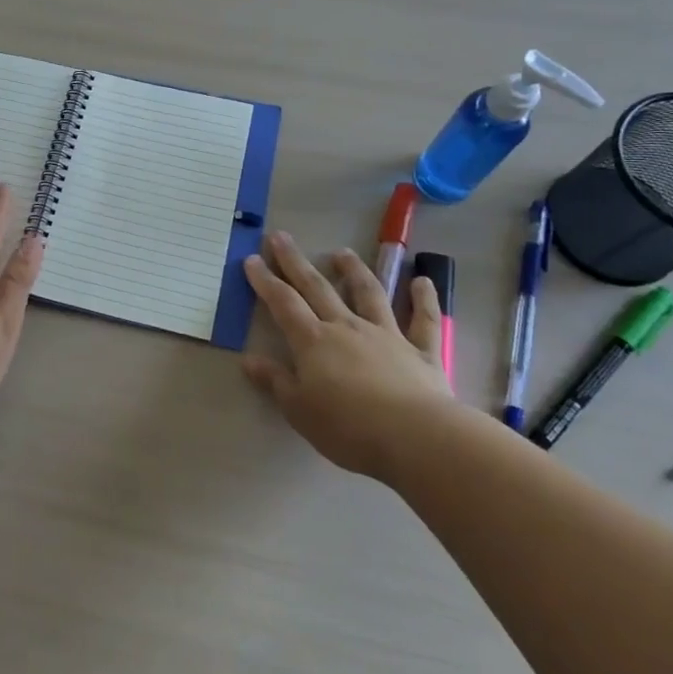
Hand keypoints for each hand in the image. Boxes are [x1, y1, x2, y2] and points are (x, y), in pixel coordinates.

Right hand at [243, 230, 451, 479]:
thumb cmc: (348, 427)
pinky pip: (424, 320)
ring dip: (354, 271)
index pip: (283, 303)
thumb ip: (275, 381)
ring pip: (368, 294)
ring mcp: (387, 335)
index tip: (252, 259)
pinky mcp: (422, 351)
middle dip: (295, 262)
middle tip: (280, 237)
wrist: (415, 436)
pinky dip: (424, 299)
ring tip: (343, 252)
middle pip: (317, 288)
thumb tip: (248, 359)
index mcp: (313, 342)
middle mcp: (347, 327)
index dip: (265, 281)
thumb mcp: (299, 410)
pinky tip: (423, 280)